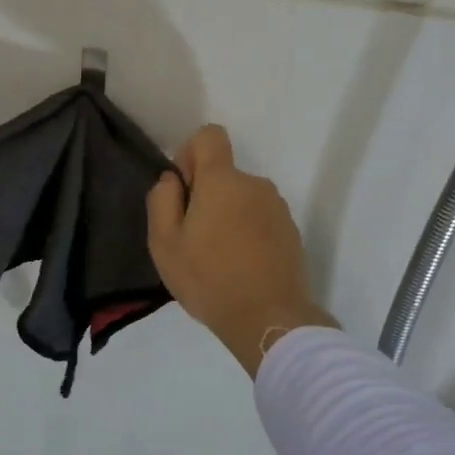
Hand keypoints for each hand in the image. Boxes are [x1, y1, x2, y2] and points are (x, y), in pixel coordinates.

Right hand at [147, 125, 335, 373]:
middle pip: (224, 174)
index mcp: (223, 181)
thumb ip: (162, 200)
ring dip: (228, 215)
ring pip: (242, 198)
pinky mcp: (291, 232)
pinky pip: (260, 219)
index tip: (184, 190)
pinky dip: (247, 233)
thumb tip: (172, 180)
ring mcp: (278, 209)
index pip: (210, 135)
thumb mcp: (164, 243)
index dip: (191, 154)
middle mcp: (255, 185)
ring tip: (217, 257)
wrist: (269, 319)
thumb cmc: (208, 278)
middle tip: (194, 238)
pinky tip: (240, 267)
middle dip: (206, 195)